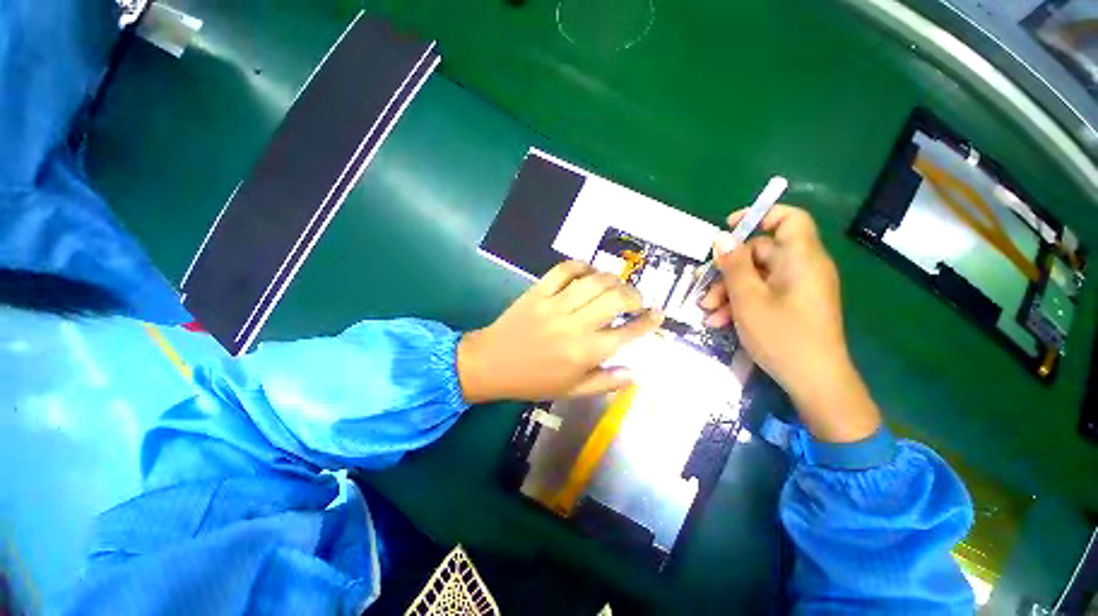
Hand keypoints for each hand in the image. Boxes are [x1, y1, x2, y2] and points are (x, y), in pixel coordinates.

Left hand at [457, 261, 663, 402]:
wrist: (491, 363)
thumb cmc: (533, 381)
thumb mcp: (571, 391)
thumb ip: (606, 382)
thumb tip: (636, 373)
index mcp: (584, 353)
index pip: (627, 333)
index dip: (648, 322)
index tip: (658, 314)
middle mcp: (574, 325)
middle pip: (615, 299)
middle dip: (634, 296)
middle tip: (635, 301)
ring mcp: (555, 304)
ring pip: (594, 281)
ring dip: (612, 279)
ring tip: (615, 286)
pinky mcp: (538, 291)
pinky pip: (564, 270)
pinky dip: (581, 266)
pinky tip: (588, 272)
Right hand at [699, 205, 880, 442]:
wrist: (814, 382)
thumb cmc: (782, 336)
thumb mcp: (748, 299)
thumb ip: (734, 265)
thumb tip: (721, 237)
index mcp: (800, 259)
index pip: (789, 219)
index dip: (759, 216)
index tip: (728, 229)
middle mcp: (802, 268)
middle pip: (761, 252)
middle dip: (728, 270)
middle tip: (705, 291)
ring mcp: (797, 288)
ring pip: (757, 276)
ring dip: (729, 291)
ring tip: (708, 312)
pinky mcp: (792, 305)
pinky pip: (764, 293)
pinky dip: (741, 303)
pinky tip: (720, 322)